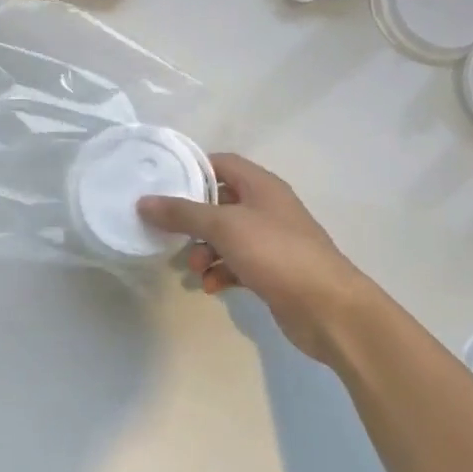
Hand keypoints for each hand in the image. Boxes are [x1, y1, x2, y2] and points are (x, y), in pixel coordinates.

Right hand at [139, 153, 378, 363]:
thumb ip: (182, 213)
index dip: (192, 170)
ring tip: (194, 269)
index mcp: (261, 185)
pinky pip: (237, 264)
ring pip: (226, 237)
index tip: (162, 184)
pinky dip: (222, 272)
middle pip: (220, 202)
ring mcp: (272, 241)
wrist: (328, 308)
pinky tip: (212, 287)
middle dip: (193, 219)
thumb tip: (144, 201)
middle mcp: (267, 208)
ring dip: (205, 250)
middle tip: (171, 233)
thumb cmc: (276, 253)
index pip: (221, 164)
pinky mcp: (273, 271)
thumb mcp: (224, 227)